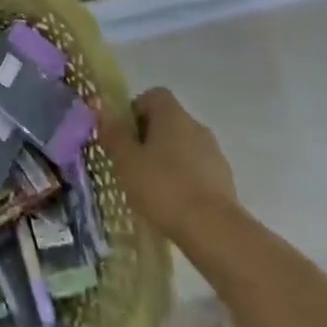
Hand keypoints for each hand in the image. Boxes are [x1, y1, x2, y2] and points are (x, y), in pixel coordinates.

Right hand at [99, 87, 239, 237]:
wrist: (214, 230)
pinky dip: (184, 181)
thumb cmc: (163, 187)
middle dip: (148, 139)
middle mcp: (196, 126)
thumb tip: (101, 108)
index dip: (135, 111)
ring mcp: (214, 154)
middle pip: (167, 122)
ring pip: (183, 148)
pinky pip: (197, 171)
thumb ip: (113, 132)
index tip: (123, 136)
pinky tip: (173, 204)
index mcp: (172, 115)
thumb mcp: (126, 160)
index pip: (152, 96)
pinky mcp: (225, 181)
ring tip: (151, 189)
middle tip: (131, 164)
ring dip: (167, 161)